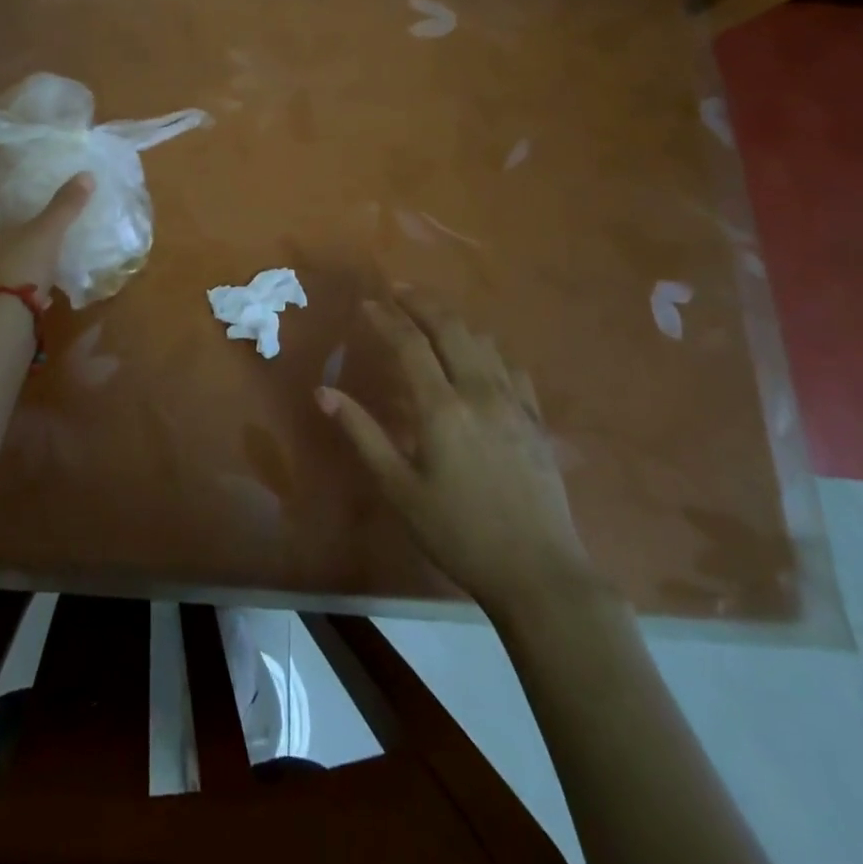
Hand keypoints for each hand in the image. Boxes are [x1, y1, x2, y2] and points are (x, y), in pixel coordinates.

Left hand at [0, 173, 93, 300]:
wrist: (6, 319)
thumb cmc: (19, 264)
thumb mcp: (46, 231)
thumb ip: (65, 205)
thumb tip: (87, 174)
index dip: (8, 218)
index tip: (29, 219)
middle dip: (14, 245)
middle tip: (40, 241)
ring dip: (19, 269)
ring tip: (44, 266)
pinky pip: (5, 292)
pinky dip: (21, 291)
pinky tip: (42, 294)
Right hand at [316, 290, 596, 606]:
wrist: (538, 573)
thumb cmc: (457, 532)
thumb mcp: (399, 488)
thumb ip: (362, 434)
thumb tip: (324, 392)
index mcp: (442, 408)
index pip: (410, 344)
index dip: (386, 318)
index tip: (367, 303)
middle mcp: (480, 392)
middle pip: (451, 328)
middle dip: (422, 303)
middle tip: (399, 289)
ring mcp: (514, 403)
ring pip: (484, 341)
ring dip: (455, 320)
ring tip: (432, 314)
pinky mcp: (536, 420)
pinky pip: (511, 367)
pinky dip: (488, 349)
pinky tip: (480, 355)